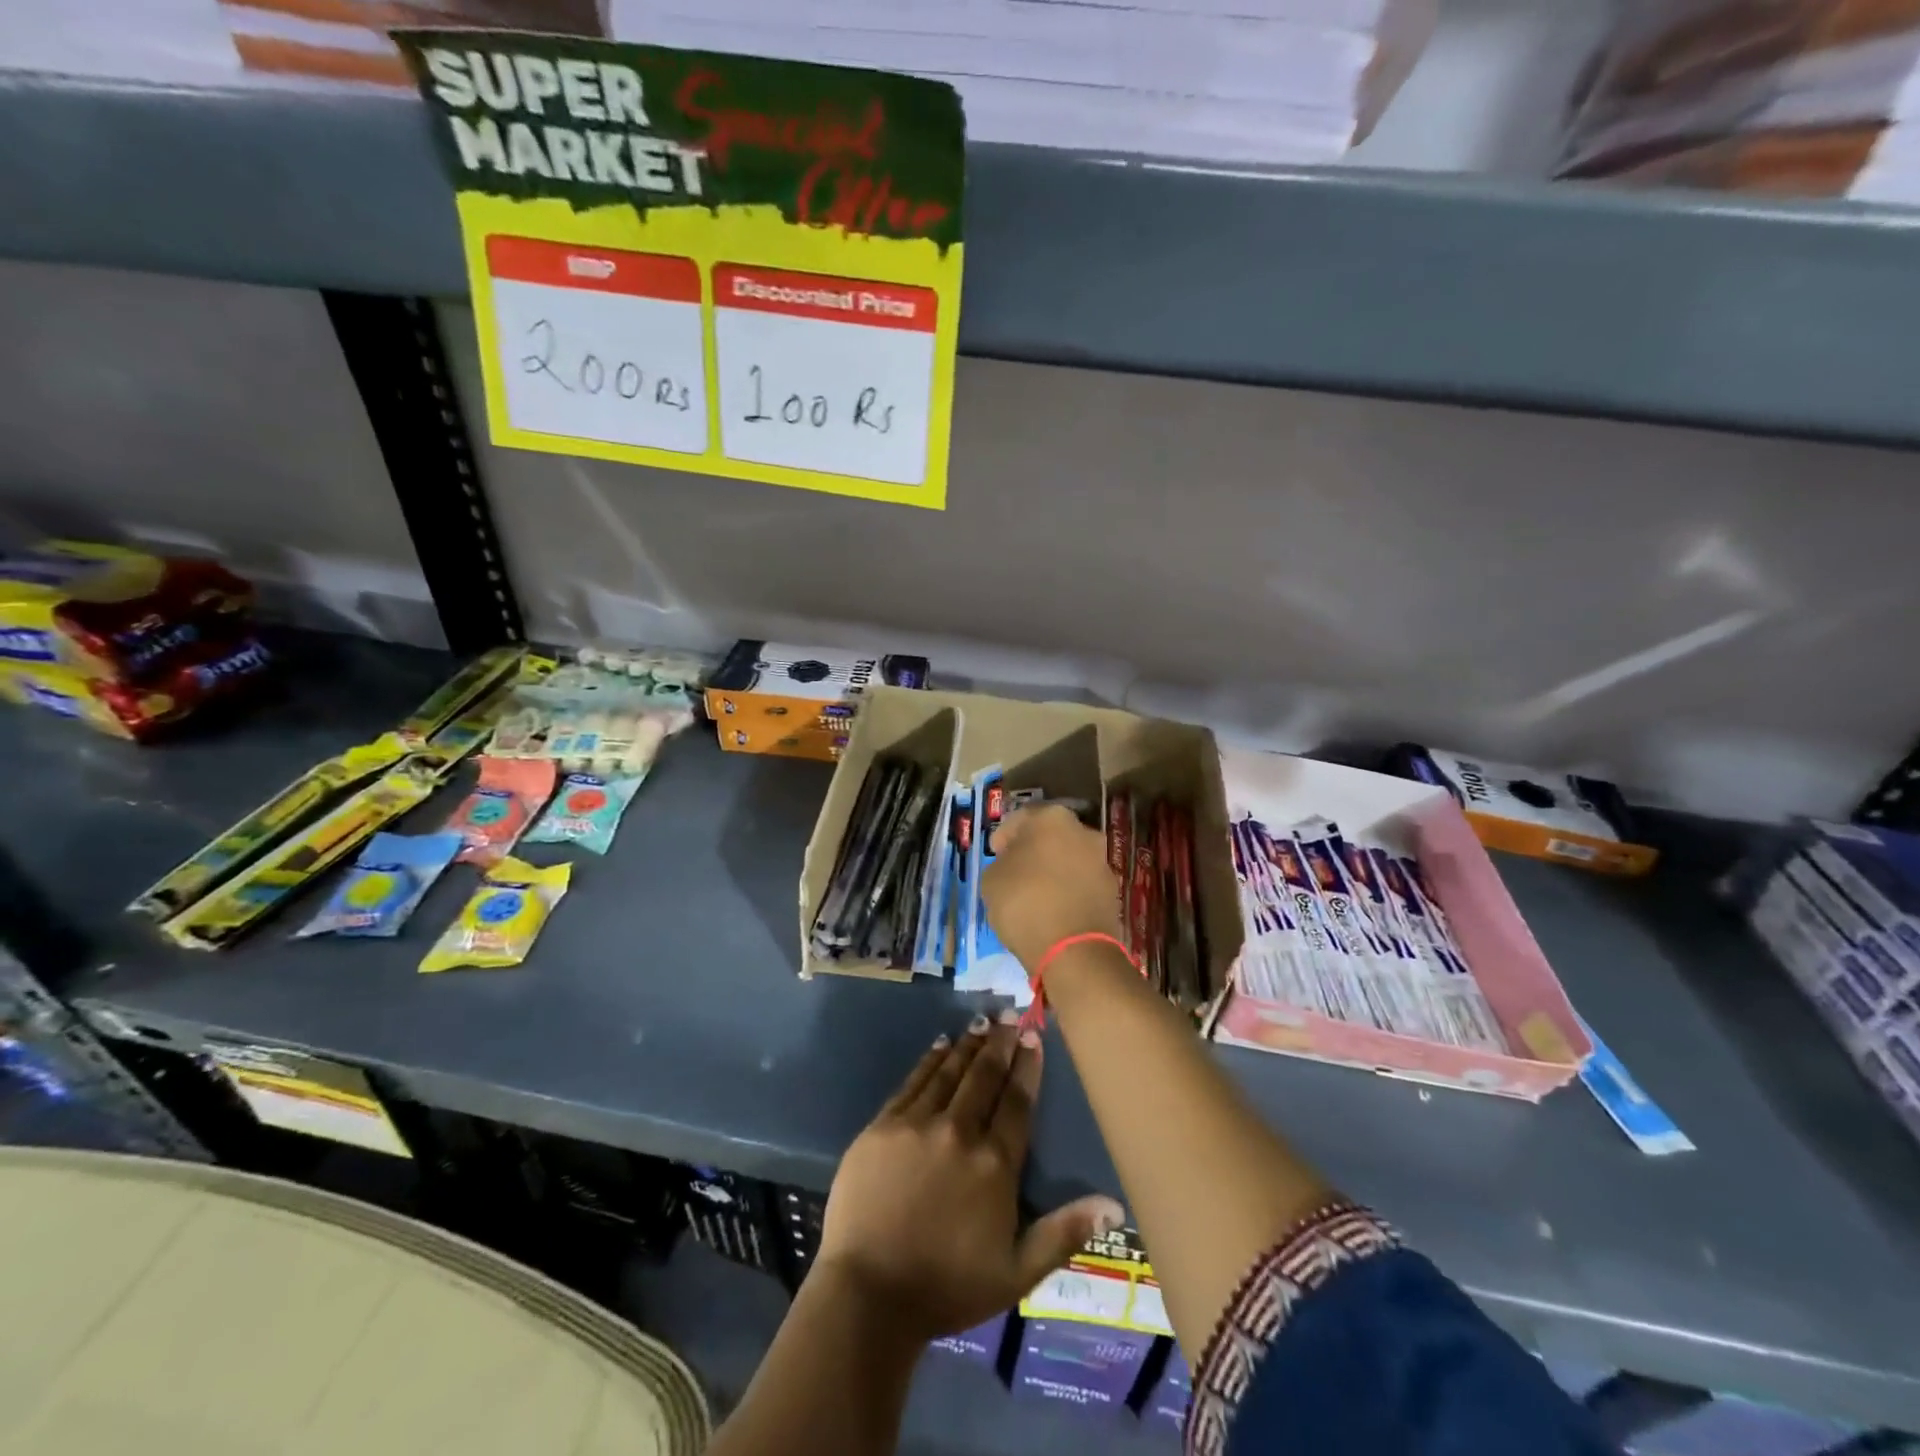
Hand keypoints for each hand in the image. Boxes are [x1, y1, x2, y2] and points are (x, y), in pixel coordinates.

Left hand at [814, 1012, 1123, 1341]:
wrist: (869, 1293)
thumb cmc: (948, 1287)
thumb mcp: (1017, 1273)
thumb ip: (1064, 1233)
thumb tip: (1114, 1205)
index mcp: (995, 1164)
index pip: (1017, 1102)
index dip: (1027, 1066)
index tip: (1033, 1035)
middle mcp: (960, 1132)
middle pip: (984, 1077)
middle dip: (1000, 1043)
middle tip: (1009, 1013)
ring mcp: (918, 1124)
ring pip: (949, 1072)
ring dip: (968, 1044)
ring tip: (981, 1020)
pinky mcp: (883, 1126)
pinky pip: (913, 1082)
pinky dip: (930, 1061)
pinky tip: (939, 1045)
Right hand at [981, 804, 1123, 967]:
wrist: (1074, 950)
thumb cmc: (1024, 903)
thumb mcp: (991, 880)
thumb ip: (1001, 863)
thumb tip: (1013, 864)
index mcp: (1051, 818)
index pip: (1021, 817)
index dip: (1005, 835)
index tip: (995, 853)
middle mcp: (1083, 831)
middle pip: (1050, 836)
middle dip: (1033, 850)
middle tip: (1015, 871)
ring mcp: (1102, 861)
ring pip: (1070, 859)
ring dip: (1053, 870)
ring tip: (1035, 895)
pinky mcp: (1112, 891)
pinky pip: (1082, 884)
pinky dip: (1069, 891)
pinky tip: (1054, 910)